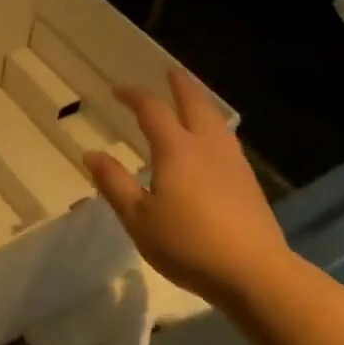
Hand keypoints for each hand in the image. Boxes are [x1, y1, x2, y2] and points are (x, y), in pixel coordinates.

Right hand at [84, 69, 293, 300]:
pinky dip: (213, 126)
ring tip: (192, 100)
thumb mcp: (138, 218)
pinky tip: (212, 142)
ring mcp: (232, 162)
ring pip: (216, 120)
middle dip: (180, 85)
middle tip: (170, 72)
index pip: (152, 110)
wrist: (253, 272)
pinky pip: (226, 139)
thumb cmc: (187, 244)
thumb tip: (91, 154)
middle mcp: (206, 145)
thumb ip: (114, 183)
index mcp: (176, 149)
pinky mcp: (248, 181)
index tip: (117, 90)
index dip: (133, 95)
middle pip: (194, 103)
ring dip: (200, 103)